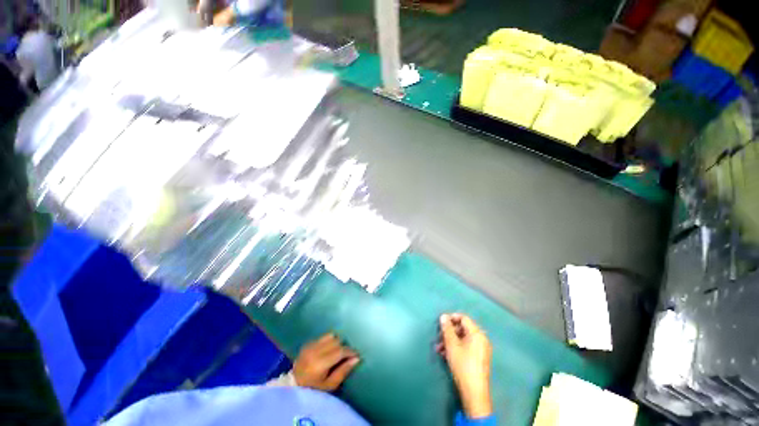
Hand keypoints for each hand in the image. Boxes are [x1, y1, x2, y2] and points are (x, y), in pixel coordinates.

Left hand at [293, 333, 359, 391]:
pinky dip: (328, 341)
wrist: (293, 387)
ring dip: (336, 342)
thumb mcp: (330, 385)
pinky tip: (328, 350)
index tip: (356, 354)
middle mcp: (315, 351)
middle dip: (343, 346)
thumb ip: (343, 371)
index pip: (340, 351)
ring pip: (330, 335)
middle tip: (346, 355)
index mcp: (320, 363)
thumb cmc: (314, 390)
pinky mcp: (308, 343)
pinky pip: (323, 337)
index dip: (350, 351)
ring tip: (337, 351)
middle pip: (336, 341)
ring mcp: (310, 345)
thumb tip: (357, 358)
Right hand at [437, 313, 492, 418]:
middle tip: (439, 338)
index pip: (463, 318)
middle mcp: (481, 339)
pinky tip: (446, 355)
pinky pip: (467, 347)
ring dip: (450, 341)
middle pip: (463, 328)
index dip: (451, 318)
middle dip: (449, 332)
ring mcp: (481, 349)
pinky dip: (456, 348)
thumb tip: (444, 316)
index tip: (441, 323)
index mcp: (477, 333)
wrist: (474, 391)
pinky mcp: (479, 358)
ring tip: (439, 349)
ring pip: (463, 339)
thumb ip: (447, 329)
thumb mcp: (451, 345)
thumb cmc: (462, 364)